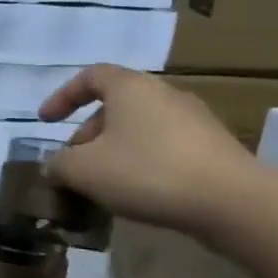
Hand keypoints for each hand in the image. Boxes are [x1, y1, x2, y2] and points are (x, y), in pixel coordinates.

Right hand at [39, 64, 260, 235]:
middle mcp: (164, 94)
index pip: (90, 76)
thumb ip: (59, 164)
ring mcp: (194, 119)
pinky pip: (164, 146)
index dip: (63, 96)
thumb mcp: (83, 170)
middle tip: (73, 164)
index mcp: (131, 87)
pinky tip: (136, 191)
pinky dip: (141, 161)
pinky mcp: (212, 146)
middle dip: (87, 133)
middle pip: (116, 105)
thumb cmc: (146, 172)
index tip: (46, 121)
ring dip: (114, 150)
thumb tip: (55, 165)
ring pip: (139, 128)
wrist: (231, 201)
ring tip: (102, 182)